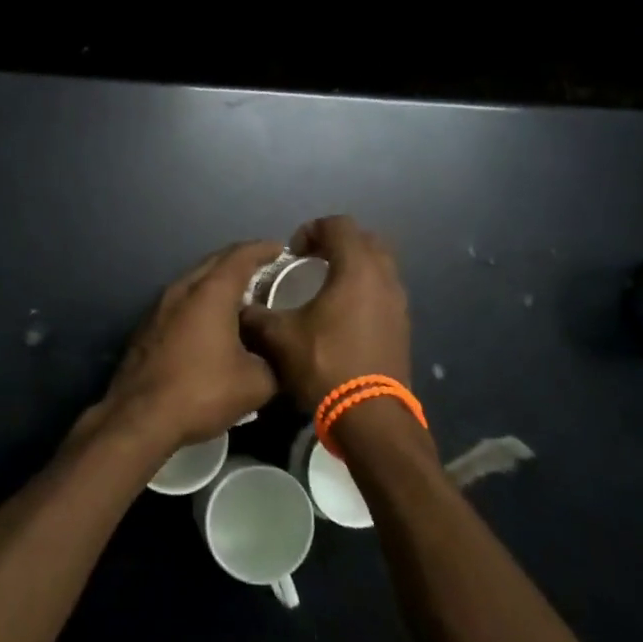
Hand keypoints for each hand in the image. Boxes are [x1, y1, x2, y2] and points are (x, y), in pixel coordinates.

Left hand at [96, 240, 284, 452]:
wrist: (139, 417)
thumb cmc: (202, 391)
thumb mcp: (255, 383)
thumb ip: (274, 362)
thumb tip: (277, 357)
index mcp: (211, 292)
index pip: (241, 256)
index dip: (263, 249)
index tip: (281, 249)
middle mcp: (183, 289)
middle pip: (215, 262)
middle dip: (241, 261)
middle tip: (266, 271)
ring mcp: (160, 306)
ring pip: (195, 281)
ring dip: (218, 283)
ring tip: (242, 296)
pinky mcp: (147, 326)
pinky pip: (181, 301)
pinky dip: (201, 302)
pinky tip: (212, 323)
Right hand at [240, 216, 411, 414]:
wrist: (371, 416)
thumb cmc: (325, 365)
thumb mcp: (280, 338)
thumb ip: (257, 316)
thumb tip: (240, 310)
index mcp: (357, 268)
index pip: (338, 225)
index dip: (311, 229)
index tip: (293, 252)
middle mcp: (384, 277)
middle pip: (365, 239)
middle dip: (337, 242)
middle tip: (312, 260)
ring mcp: (398, 302)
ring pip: (379, 265)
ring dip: (353, 266)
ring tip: (326, 286)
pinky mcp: (402, 325)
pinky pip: (383, 290)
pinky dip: (364, 289)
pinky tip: (342, 314)